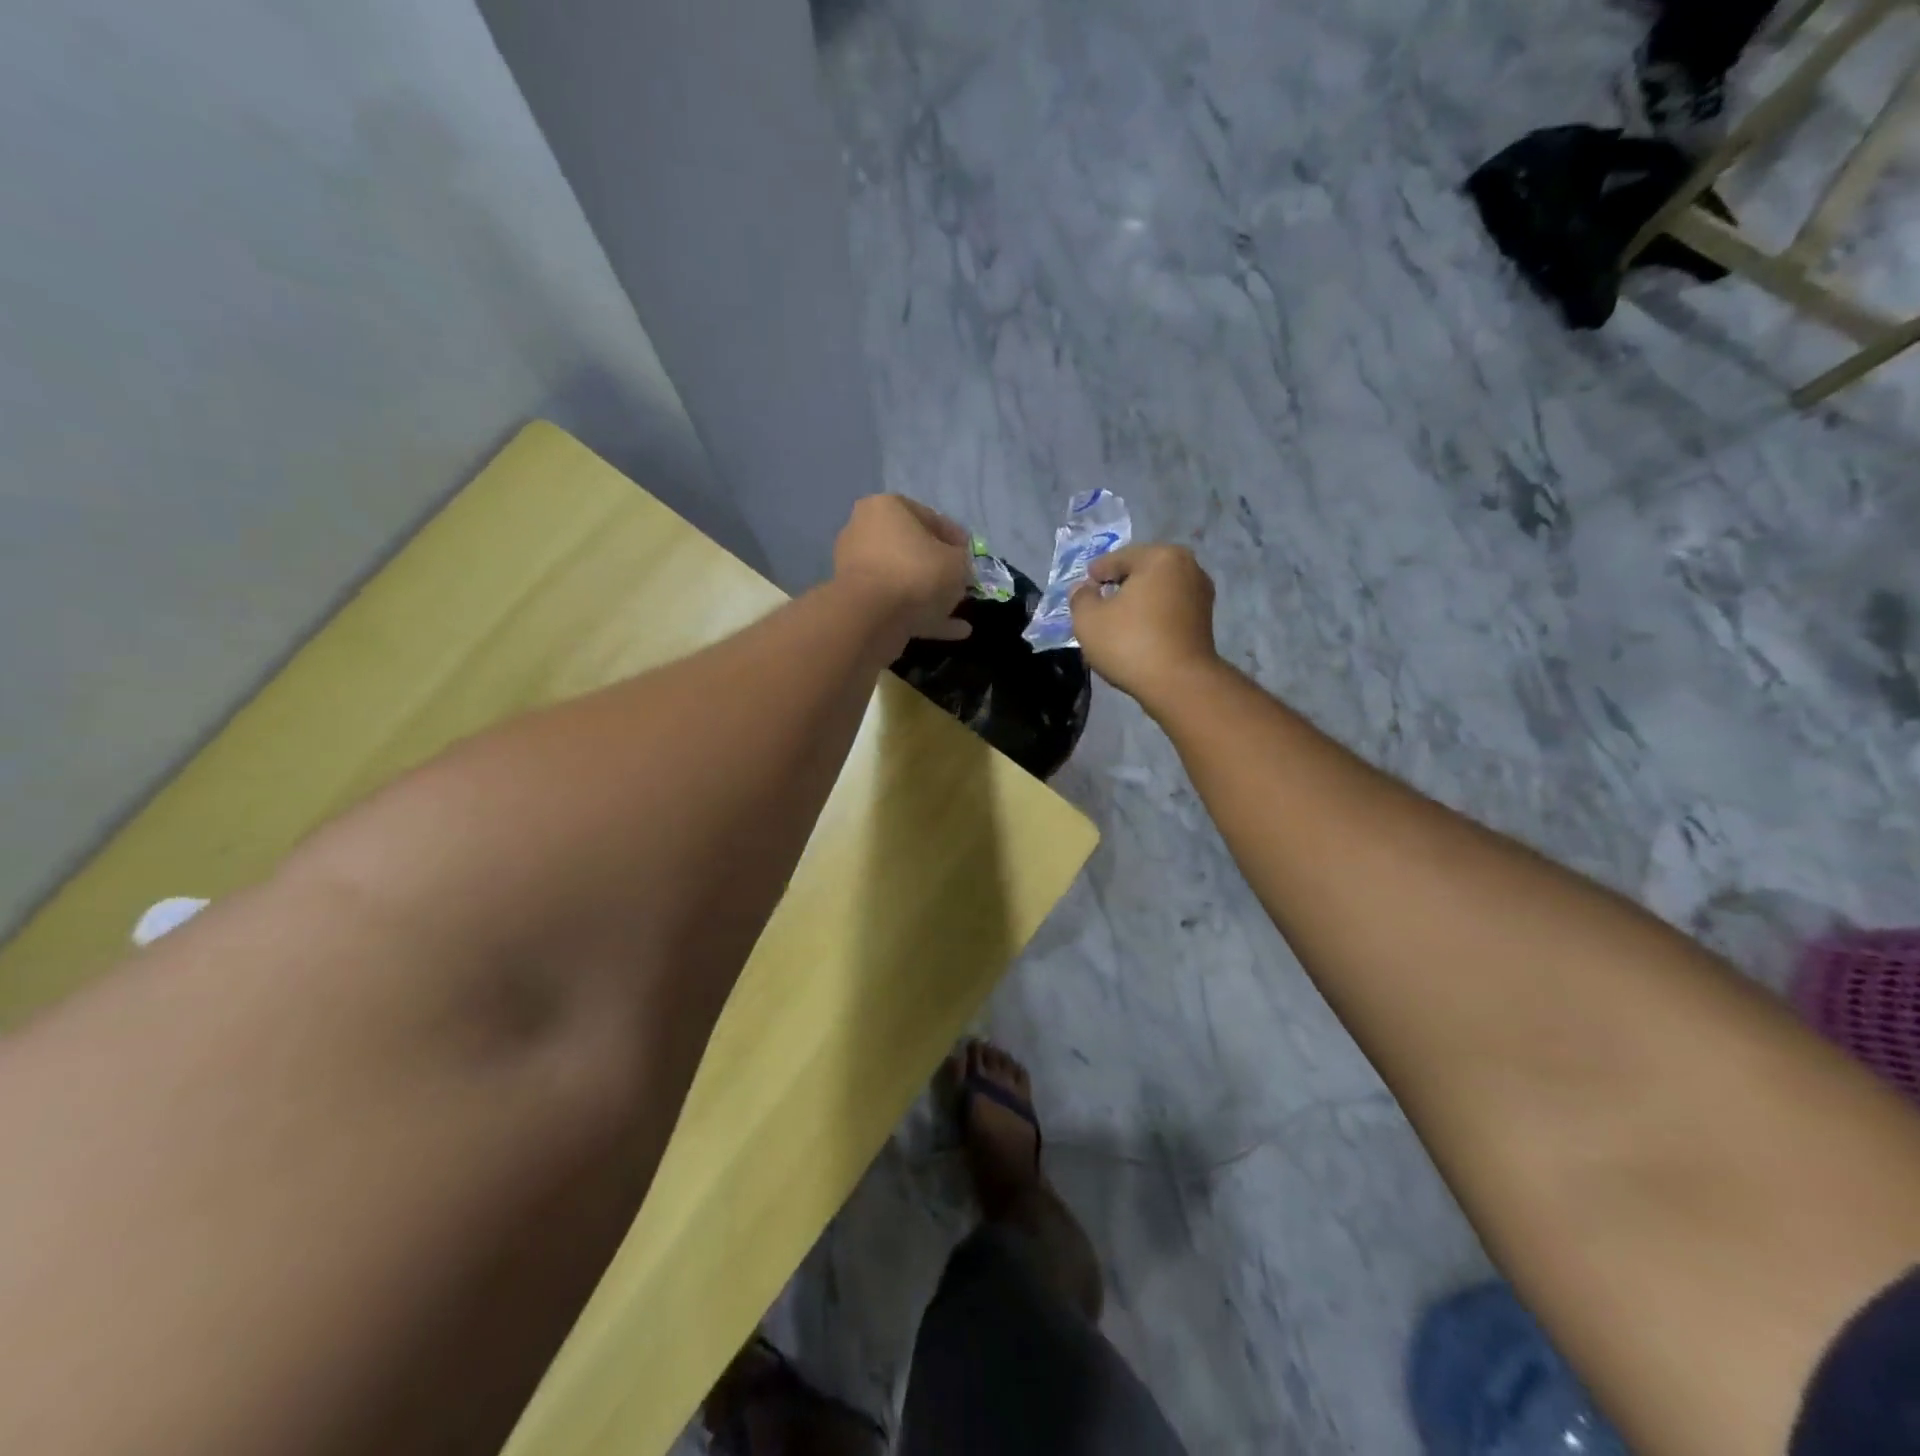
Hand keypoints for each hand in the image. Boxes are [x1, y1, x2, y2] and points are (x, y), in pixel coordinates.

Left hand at [833, 495, 973, 641]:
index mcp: (887, 508)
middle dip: (939, 568)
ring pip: (903, 579)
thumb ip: (962, 560)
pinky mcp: (857, 602)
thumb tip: (957, 566)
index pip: (930, 518)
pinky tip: (953, 630)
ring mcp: (857, 568)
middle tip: (961, 582)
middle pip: (912, 550)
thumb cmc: (917, 573)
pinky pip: (896, 604)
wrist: (871, 617)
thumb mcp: (957, 562)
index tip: (970, 557)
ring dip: (931, 594)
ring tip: (958, 610)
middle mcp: (865, 531)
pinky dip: (923, 615)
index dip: (955, 539)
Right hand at [1069, 543, 1219, 705]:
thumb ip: (1080, 598)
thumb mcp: (1088, 620)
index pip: (1119, 558)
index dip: (1096, 572)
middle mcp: (1188, 567)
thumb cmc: (1130, 643)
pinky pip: (1170, 610)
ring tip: (1117, 620)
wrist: (1179, 683)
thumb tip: (1083, 589)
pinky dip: (1153, 616)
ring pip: (1158, 591)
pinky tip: (1138, 632)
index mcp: (1160, 557)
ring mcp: (1201, 594)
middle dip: (1120, 585)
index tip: (1084, 586)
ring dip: (1138, 601)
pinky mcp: (1205, 620)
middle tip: (1099, 602)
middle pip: (1142, 572)